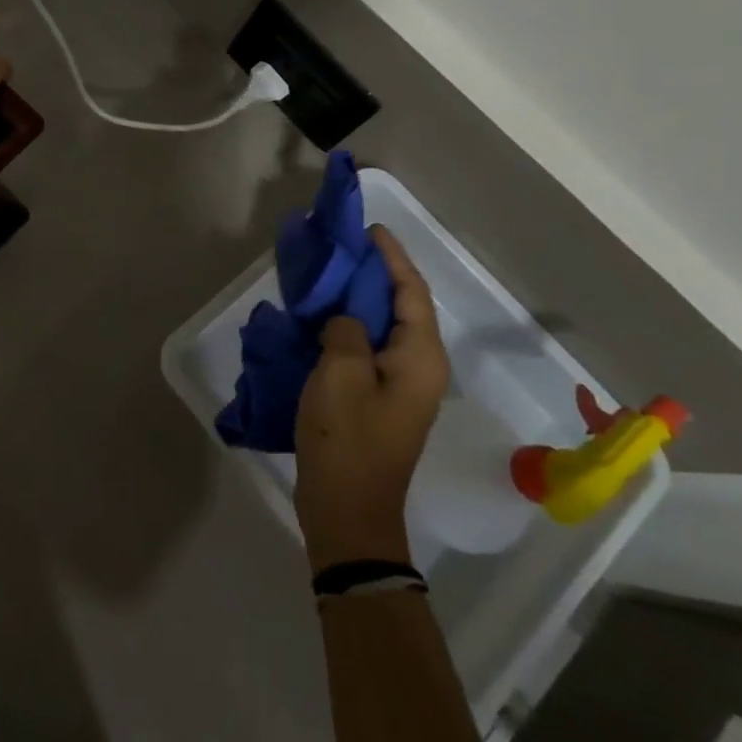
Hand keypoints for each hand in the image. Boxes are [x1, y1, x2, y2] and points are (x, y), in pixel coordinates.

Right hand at [294, 226, 449, 570]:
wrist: (348, 511)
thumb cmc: (347, 440)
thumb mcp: (339, 375)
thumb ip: (346, 330)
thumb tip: (347, 319)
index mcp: (420, 358)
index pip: (412, 293)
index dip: (393, 258)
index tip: (369, 230)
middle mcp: (419, 369)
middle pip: (403, 307)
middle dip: (376, 274)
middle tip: (342, 248)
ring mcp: (400, 388)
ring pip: (384, 328)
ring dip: (360, 300)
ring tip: (329, 275)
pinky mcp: (379, 401)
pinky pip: (369, 348)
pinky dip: (349, 326)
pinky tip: (321, 318)